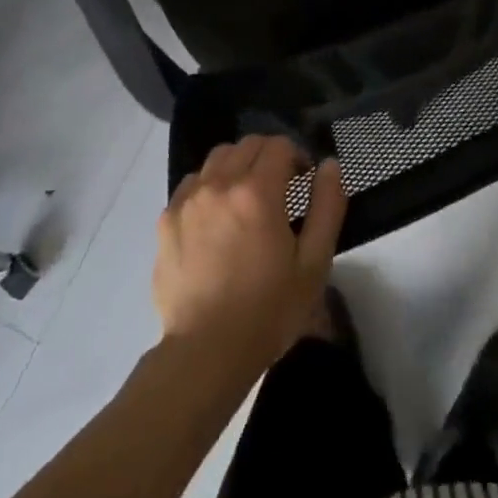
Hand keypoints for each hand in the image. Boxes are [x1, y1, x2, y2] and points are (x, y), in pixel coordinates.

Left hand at [154, 137, 345, 377]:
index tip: (303, 182)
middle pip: (247, 145)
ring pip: (217, 159)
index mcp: (257, 191)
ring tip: (246, 201)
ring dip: (237, 167)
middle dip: (268, 157)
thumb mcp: (314, 264)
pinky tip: (216, 219)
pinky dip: (209, 187)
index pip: (278, 145)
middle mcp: (219, 183)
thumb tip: (329, 165)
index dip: (296, 157)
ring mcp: (189, 199)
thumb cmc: (268, 311)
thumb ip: (327, 207)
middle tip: (279, 189)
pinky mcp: (167, 219)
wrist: (206, 352)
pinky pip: (192, 184)